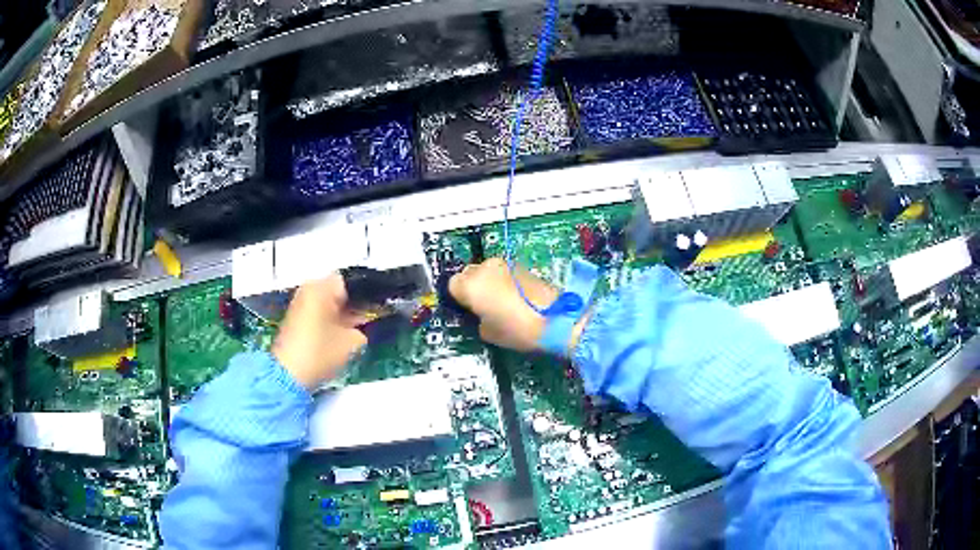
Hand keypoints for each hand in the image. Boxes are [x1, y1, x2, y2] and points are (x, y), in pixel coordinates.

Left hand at [272, 274, 366, 388]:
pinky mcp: (296, 317)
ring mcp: (300, 303)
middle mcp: (309, 289)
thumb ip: (364, 328)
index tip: (380, 305)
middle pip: (339, 290)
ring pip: (329, 301)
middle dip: (355, 303)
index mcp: (322, 287)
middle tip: (373, 316)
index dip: (368, 293)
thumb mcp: (353, 342)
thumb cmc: (321, 353)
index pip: (352, 281)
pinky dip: (332, 318)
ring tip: (361, 326)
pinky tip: (345, 332)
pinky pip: (320, 310)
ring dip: (344, 311)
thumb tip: (366, 324)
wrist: (288, 375)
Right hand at [448, 258, 558, 351]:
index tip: (468, 310)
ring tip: (501, 302)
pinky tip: (514, 298)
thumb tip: (481, 312)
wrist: (554, 318)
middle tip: (483, 306)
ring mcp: (504, 265)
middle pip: (469, 273)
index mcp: (471, 285)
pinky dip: (504, 282)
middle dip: (473, 287)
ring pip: (487, 271)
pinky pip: (503, 273)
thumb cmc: (517, 329)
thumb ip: (478, 318)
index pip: (453, 285)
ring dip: (489, 282)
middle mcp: (485, 269)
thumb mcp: (488, 332)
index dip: (460, 298)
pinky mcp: (521, 266)